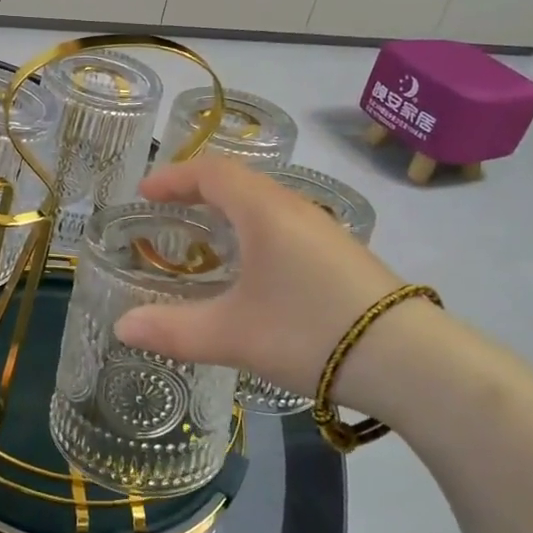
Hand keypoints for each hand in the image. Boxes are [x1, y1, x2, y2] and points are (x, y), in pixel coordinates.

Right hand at [116, 156, 408, 399]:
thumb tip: (122, 327)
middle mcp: (294, 208)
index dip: (173, 176)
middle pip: (238, 181)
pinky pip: (284, 225)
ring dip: (228, 211)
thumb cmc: (310, 332)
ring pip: (265, 204)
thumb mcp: (233, 334)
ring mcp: (323, 230)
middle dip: (197, 191)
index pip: (211, 171)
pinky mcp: (341, 255)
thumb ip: (173, 329)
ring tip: (204, 240)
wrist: (409, 360)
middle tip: (167, 213)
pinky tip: (252, 269)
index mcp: (264, 210)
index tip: (144, 192)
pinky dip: (253, 231)